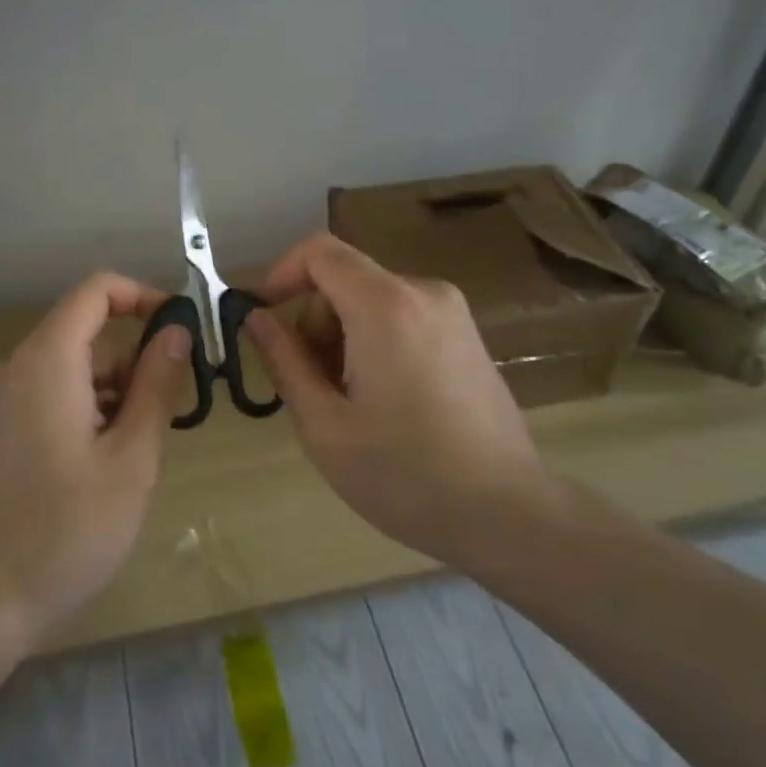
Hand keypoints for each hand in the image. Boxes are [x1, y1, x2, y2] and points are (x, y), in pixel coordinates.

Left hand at [0, 272, 189, 649]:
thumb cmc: (68, 528)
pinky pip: (50, 392)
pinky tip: (100, 465)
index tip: (180, 330)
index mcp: (46, 359)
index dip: (142, 297)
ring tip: (132, 456)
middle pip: (87, 333)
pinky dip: (86, 409)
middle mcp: (15, 365)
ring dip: (113, 393)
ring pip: (72, 367)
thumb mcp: (132, 456)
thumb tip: (176, 330)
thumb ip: (157, 384)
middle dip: (134, 363)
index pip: (96, 290)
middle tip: (166, 416)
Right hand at [244, 233, 558, 571]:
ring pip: (371, 301)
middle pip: (345, 280)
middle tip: (313, 388)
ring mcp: (452, 313)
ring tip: (351, 405)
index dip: (280, 273)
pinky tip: (386, 402)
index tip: (262, 317)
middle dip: (315, 323)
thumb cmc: (405, 474)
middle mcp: (423, 292)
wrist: (509, 514)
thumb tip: (256, 318)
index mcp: (385, 306)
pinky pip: (402, 317)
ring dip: (344, 338)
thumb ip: (284, 360)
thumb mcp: (324, 425)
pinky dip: (375, 342)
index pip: (320, 251)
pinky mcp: (467, 335)